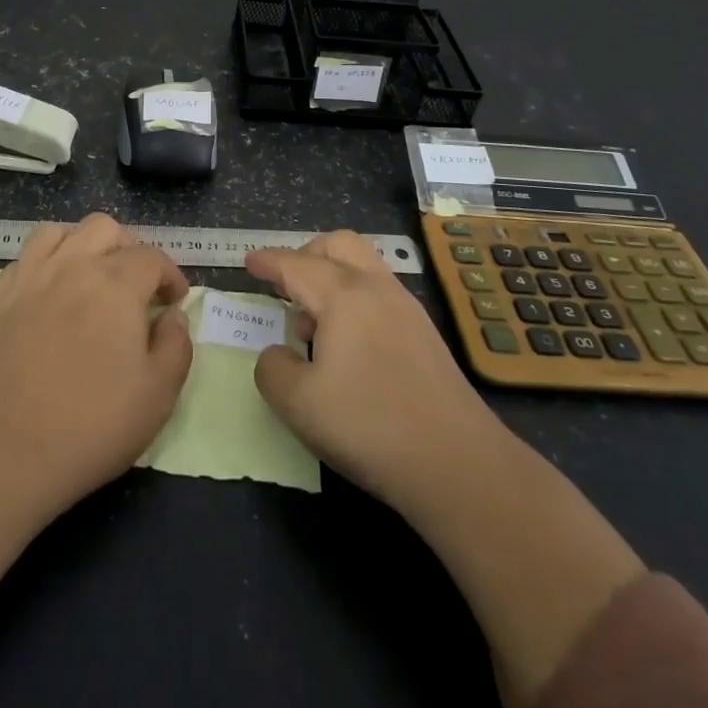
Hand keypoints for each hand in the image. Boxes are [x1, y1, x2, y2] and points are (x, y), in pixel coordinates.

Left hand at [0, 213, 192, 511]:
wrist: (6, 450)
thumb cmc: (92, 424)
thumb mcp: (158, 394)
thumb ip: (176, 345)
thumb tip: (173, 316)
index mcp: (117, 284)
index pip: (152, 257)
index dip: (171, 275)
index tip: (175, 302)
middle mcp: (74, 266)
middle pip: (104, 228)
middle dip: (128, 248)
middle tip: (136, 287)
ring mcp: (33, 279)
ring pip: (60, 231)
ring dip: (82, 243)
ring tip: (92, 275)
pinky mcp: (3, 301)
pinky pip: (23, 258)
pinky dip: (42, 262)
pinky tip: (50, 289)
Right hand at [246, 230, 504, 513]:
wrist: (458, 463)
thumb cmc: (369, 425)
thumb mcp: (298, 403)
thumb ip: (273, 369)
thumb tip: (279, 353)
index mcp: (343, 295)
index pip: (296, 265)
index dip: (269, 261)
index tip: (249, 261)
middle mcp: (377, 289)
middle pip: (339, 245)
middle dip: (307, 254)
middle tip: (285, 286)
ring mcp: (408, 310)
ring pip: (364, 267)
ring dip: (333, 278)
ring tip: (314, 326)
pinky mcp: (426, 336)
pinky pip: (380, 294)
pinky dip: (355, 300)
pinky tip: (348, 346)